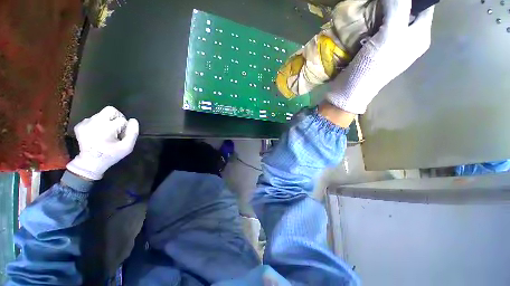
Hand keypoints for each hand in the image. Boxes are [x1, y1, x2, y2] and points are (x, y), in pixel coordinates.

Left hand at [66, 106, 138, 179]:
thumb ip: (133, 133)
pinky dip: (97, 124)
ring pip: (101, 115)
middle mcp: (95, 122)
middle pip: (110, 110)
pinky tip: (97, 134)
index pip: (122, 120)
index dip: (125, 127)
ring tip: (106, 133)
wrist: (90, 163)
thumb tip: (133, 120)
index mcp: (107, 127)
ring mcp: (85, 123)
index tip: (122, 136)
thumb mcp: (127, 147)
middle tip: (116, 128)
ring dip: (106, 122)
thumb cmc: (111, 155)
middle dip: (116, 117)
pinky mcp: (80, 125)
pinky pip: (93, 119)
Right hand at [326, 0, 434, 113]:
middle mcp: (408, 39)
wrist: (350, 90)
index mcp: (419, 36)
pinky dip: (371, 21)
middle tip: (379, 1)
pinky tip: (363, 19)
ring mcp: (390, 44)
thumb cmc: (373, 67)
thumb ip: (398, 7)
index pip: (424, 5)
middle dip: (394, 3)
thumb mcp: (391, 35)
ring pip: (390, 17)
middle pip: (406, 10)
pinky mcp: (373, 49)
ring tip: (370, 6)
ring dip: (380, 10)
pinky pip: (376, 28)